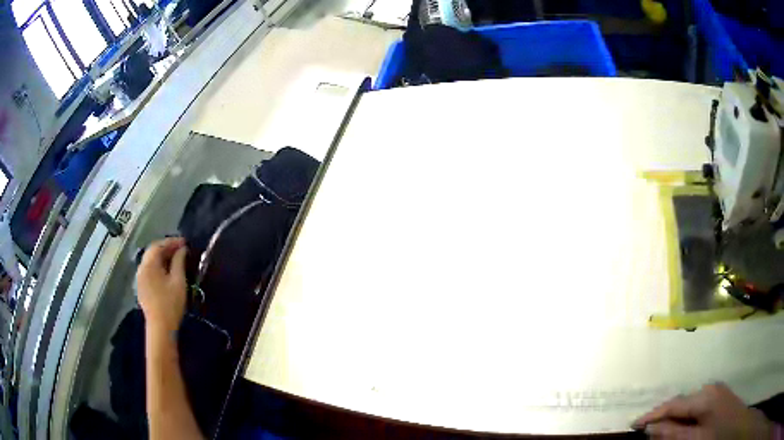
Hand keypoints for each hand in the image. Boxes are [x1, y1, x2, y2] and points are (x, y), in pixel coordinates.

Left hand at [137, 237, 188, 334]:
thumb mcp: (178, 281)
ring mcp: (140, 278)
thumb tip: (182, 249)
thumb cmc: (171, 303)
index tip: (185, 242)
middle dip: (166, 248)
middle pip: (152, 252)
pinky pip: (149, 270)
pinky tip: (166, 272)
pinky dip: (158, 266)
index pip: (159, 245)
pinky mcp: (141, 287)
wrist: (160, 327)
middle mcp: (141, 267)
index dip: (172, 241)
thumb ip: (179, 261)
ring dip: (162, 257)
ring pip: (150, 261)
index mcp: (149, 264)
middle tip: (180, 249)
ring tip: (175, 259)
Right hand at [633, 383, 774, 438]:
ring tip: (660, 429)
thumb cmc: (716, 437)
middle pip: (681, 401)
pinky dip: (685, 414)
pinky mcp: (718, 394)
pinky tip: (681, 423)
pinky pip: (697, 402)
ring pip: (688, 402)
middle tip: (644, 430)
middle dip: (662, 415)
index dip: (652, 414)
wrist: (735, 426)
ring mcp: (716, 389)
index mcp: (705, 397)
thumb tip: (650, 429)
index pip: (673, 404)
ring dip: (673, 415)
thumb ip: (674, 434)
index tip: (632, 424)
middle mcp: (710, 387)